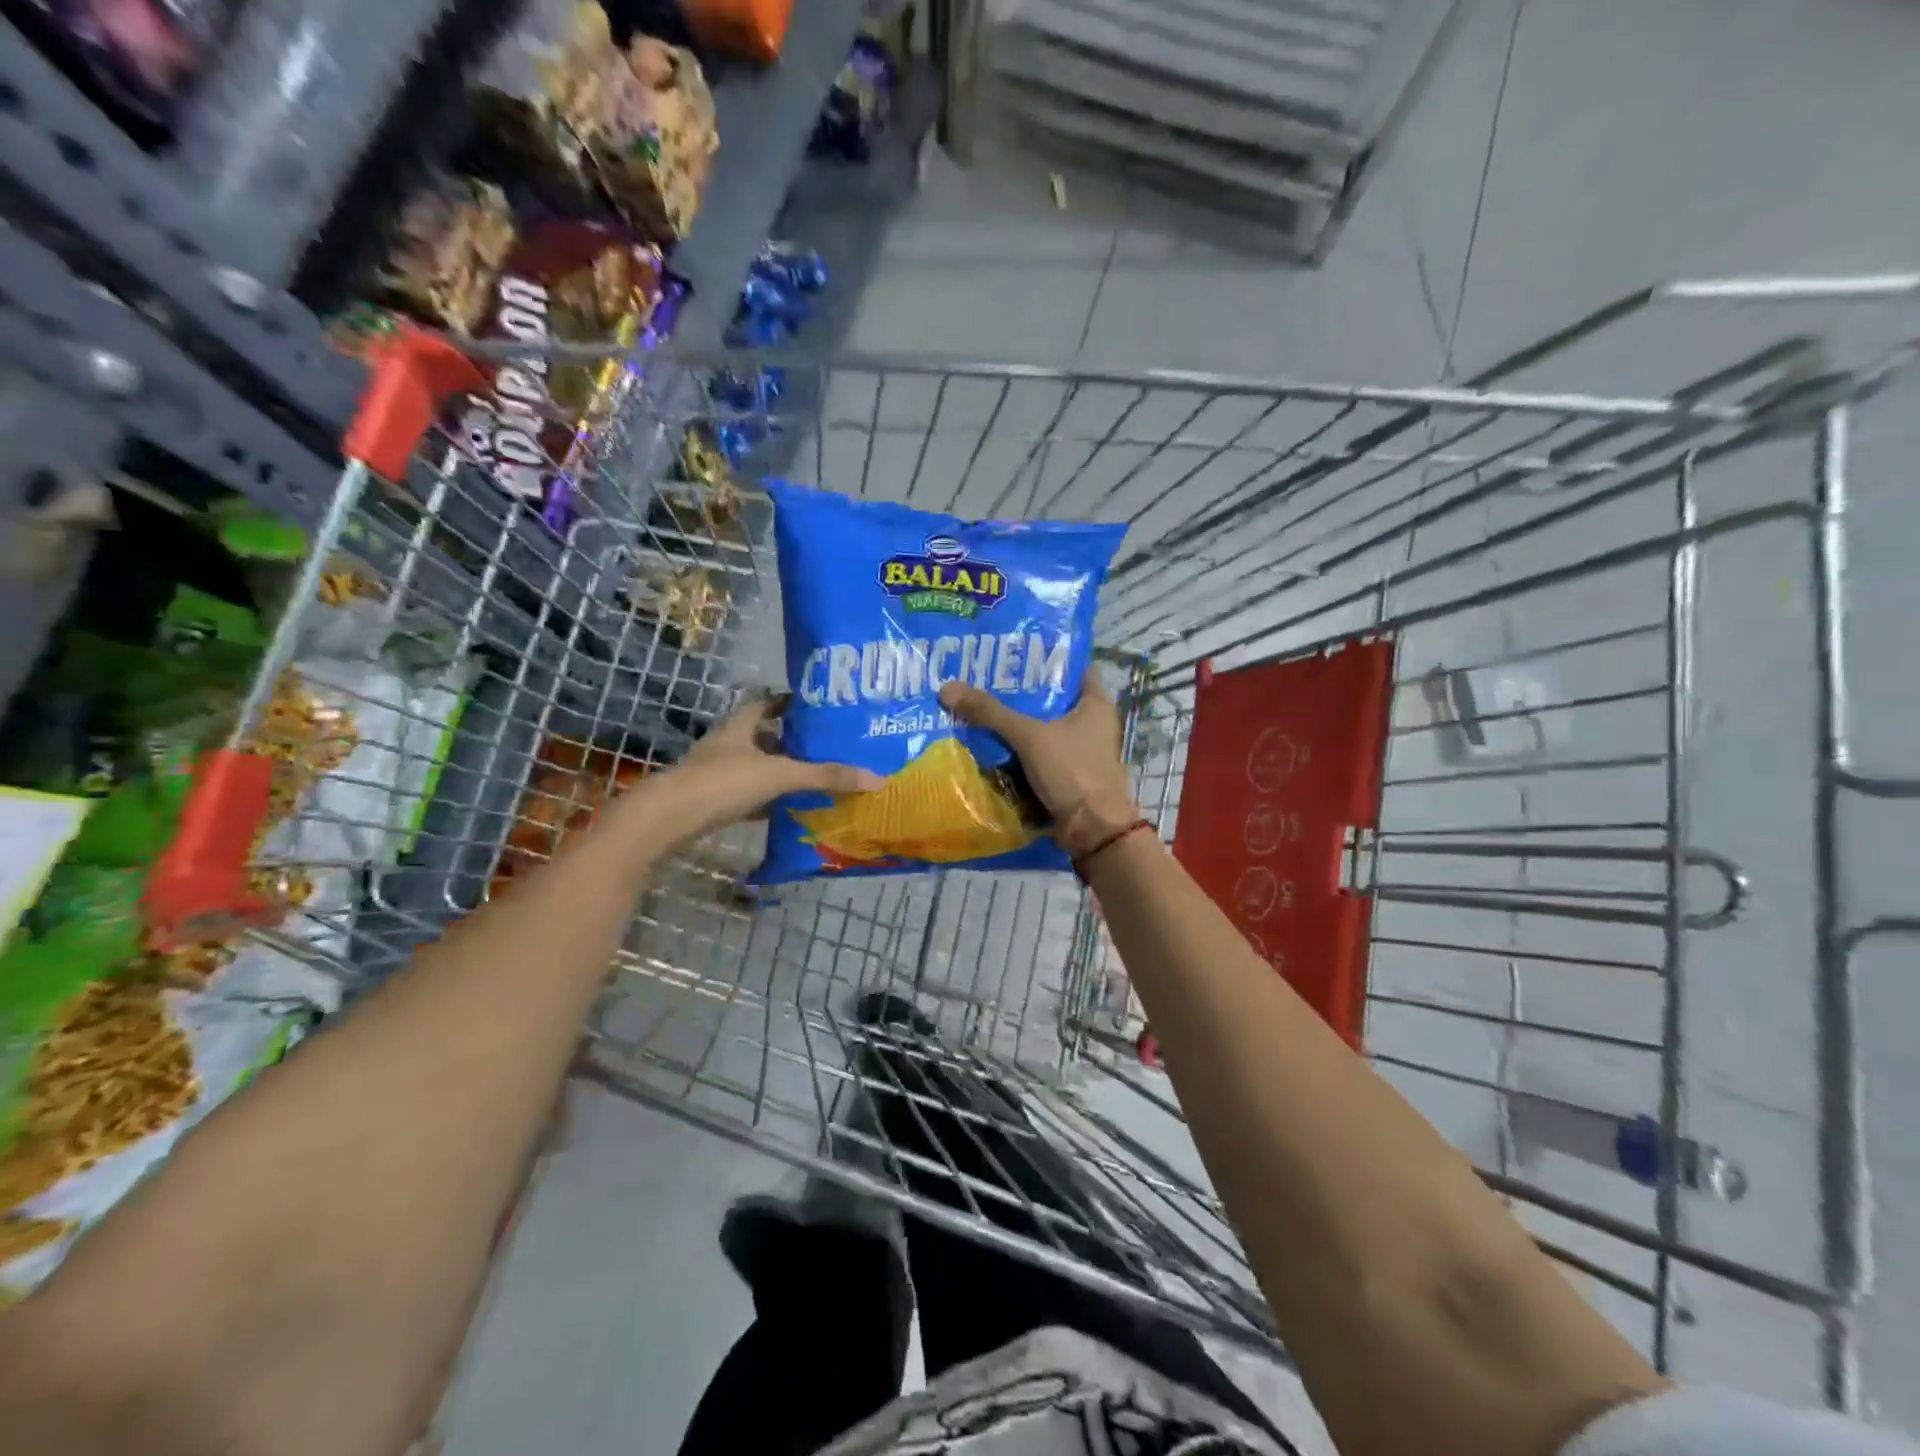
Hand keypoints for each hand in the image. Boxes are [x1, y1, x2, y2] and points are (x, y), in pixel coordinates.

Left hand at [657, 696, 881, 842]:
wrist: (668, 819)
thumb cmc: (723, 783)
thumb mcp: (780, 775)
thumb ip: (825, 776)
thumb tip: (876, 779)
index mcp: (740, 727)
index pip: (766, 705)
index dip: (788, 704)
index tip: (815, 708)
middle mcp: (727, 746)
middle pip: (762, 737)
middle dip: (790, 741)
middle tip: (824, 746)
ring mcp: (716, 774)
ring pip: (754, 768)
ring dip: (778, 772)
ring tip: (813, 777)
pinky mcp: (712, 802)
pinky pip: (746, 796)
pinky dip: (766, 801)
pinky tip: (786, 809)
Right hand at [939, 669, 1140, 858]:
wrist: (1092, 829)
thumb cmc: (1072, 770)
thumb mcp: (1029, 736)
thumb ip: (990, 712)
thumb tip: (947, 689)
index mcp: (1095, 703)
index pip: (1073, 668)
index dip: (1046, 658)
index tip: (1014, 653)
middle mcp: (1092, 723)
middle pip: (1053, 700)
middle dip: (1022, 693)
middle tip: (985, 680)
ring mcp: (1081, 751)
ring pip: (1043, 729)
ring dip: (1018, 724)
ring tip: (981, 708)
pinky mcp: (1068, 775)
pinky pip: (1039, 755)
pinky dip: (1019, 751)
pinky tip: (991, 744)